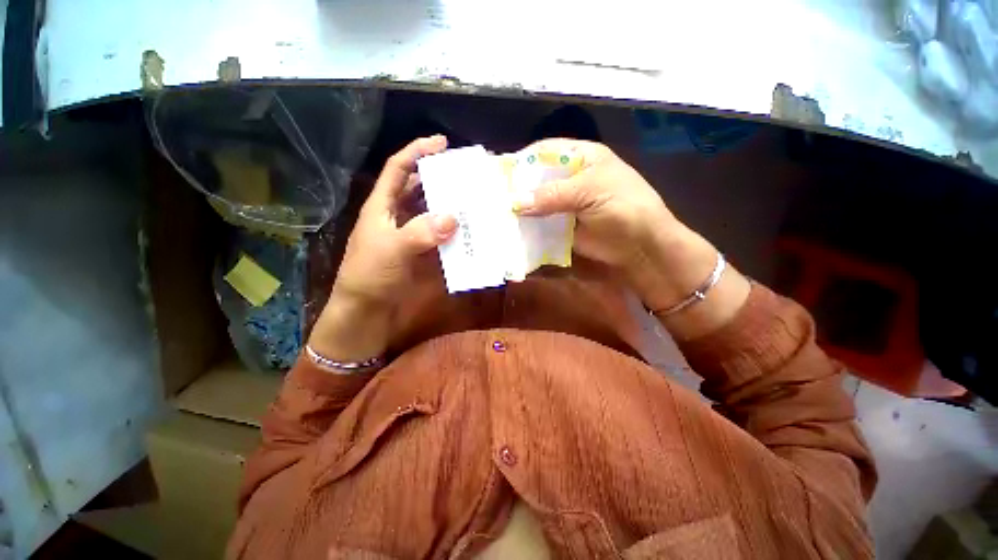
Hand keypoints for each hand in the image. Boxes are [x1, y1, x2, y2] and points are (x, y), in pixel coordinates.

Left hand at [309, 135, 456, 361]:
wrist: (367, 312)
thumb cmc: (370, 276)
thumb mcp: (391, 250)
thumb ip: (420, 232)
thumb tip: (453, 216)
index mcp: (382, 207)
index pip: (398, 169)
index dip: (417, 152)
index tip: (442, 143)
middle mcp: (397, 216)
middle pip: (419, 189)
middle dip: (440, 179)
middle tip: (467, 174)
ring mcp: (411, 235)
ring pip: (432, 213)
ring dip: (450, 206)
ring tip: (474, 200)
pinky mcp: (422, 253)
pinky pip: (441, 236)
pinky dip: (454, 232)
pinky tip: (470, 231)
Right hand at [511, 139, 692, 299]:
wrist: (641, 246)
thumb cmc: (624, 207)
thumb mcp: (590, 192)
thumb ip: (552, 196)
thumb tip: (514, 202)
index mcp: (582, 157)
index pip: (545, 151)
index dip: (523, 159)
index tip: (499, 172)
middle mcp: (571, 178)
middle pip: (538, 178)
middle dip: (517, 187)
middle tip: (492, 197)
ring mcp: (566, 204)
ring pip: (537, 202)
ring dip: (520, 209)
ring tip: (496, 214)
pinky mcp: (563, 226)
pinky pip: (541, 223)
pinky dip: (528, 227)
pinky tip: (513, 231)